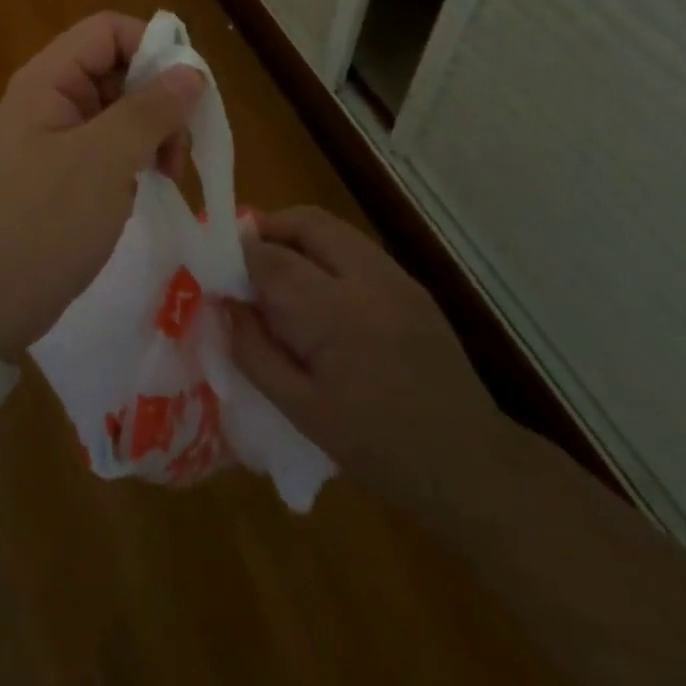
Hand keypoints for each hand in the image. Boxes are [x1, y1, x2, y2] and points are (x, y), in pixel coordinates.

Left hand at [0, 12, 203, 360]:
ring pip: (121, 108)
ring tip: (169, 173)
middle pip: (119, 68)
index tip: (188, 91)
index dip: (152, 46)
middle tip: (180, 146)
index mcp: (49, 79)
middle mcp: (52, 97)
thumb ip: (151, 110)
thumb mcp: (104, 161)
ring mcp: (57, 136)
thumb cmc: (43, 222)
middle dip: (159, 98)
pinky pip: (111, 144)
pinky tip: (149, 185)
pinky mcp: (65, 171)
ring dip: (154, 131)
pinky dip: (137, 156)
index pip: (108, 30)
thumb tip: (193, 72)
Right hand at [226, 207, 507, 510]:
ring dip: (296, 237)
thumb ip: (254, 351)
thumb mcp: (301, 411)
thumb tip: (226, 305)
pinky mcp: (411, 284)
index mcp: (335, 313)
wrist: (469, 462)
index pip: (272, 259)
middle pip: (306, 222)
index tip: (216, 267)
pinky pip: (355, 248)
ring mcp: (395, 276)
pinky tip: (318, 291)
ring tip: (276, 272)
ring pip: (332, 228)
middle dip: (267, 229)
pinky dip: (325, 252)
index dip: (237, 255)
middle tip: (243, 261)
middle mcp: (367, 278)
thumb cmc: (376, 447)